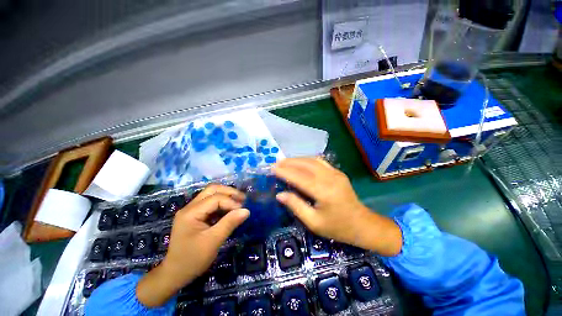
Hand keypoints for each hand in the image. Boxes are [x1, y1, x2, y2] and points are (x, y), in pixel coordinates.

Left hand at [137, 185, 248, 306]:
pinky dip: (222, 204)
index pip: (216, 198)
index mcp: (191, 212)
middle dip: (229, 192)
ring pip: (211, 194)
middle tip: (243, 199)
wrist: (175, 274)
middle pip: (212, 190)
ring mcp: (191, 210)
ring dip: (226, 196)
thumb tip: (246, 210)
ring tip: (239, 203)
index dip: (231, 202)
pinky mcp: (195, 215)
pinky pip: (211, 203)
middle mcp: (190, 207)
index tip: (243, 211)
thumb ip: (230, 223)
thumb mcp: (213, 241)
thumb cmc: (193, 259)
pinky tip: (230, 210)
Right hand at [273, 158, 401, 255]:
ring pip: (312, 160)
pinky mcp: (338, 172)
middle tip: (276, 163)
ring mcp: (335, 173)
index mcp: (323, 192)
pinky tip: (300, 162)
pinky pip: (320, 161)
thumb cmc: (337, 227)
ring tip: (285, 162)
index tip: (272, 168)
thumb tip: (280, 194)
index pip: (299, 177)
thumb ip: (296, 206)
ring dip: (297, 159)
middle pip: (305, 164)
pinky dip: (307, 160)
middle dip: (289, 162)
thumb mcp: (314, 222)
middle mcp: (330, 178)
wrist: (362, 224)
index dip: (284, 172)